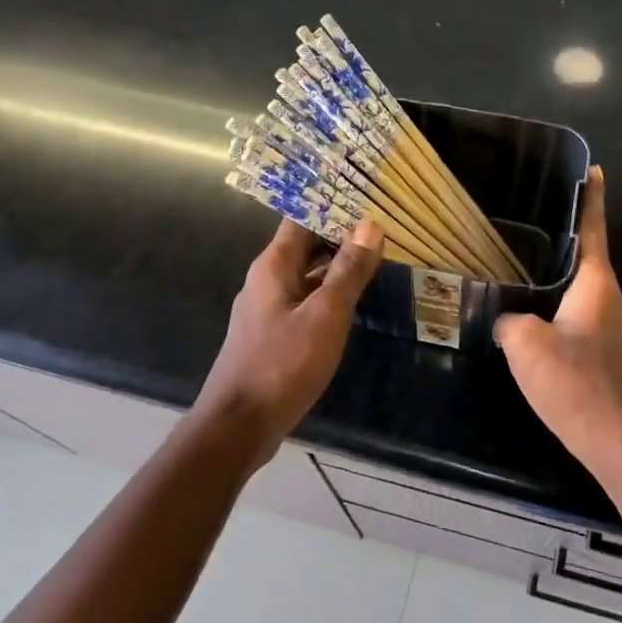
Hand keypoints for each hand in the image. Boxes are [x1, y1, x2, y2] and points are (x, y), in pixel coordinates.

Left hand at [195, 217, 383, 450]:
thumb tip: (370, 226)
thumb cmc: (283, 364)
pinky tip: (352, 303)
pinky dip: (328, 294)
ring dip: (336, 266)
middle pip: (305, 245)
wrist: (239, 425)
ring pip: (306, 275)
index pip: (301, 219)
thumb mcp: (325, 315)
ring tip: (376, 259)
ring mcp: (268, 309)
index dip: (331, 205)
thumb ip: (348, 271)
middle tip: (382, 228)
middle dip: (340, 235)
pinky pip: (304, 301)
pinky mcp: (273, 335)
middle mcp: (266, 280)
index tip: (366, 196)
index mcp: (273, 266)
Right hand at [494, 167, 621, 477]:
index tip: (595, 170)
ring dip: (559, 294)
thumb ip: (510, 321)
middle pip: (587, 265)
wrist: (618, 442)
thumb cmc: (574, 383)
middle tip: (528, 241)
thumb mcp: (525, 345)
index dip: (592, 199)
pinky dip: (565, 323)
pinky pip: (587, 327)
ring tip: (525, 292)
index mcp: (598, 286)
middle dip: (562, 253)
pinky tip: (542, 338)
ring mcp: (621, 332)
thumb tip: (509, 321)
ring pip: (585, 300)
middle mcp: (616, 301)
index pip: (594, 230)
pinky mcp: (618, 359)